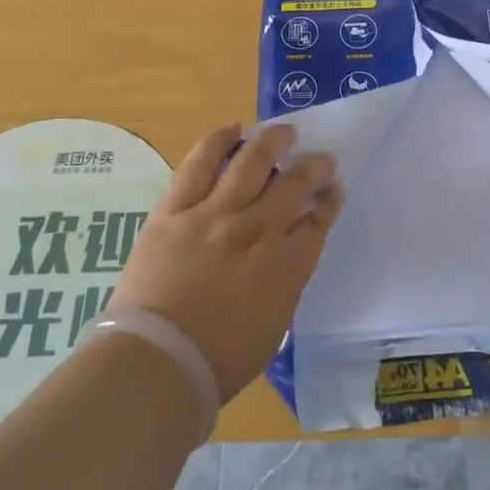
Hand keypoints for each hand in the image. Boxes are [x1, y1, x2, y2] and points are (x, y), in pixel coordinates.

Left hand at [110, 123, 341, 402]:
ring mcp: (214, 214)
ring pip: (251, 162)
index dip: (329, 200)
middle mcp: (257, 229)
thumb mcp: (273, 326)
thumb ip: (285, 283)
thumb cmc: (218, 361)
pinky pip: (199, 164)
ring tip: (285, 131)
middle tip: (320, 158)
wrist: (157, 361)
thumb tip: (285, 258)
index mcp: (286, 264)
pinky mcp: (175, 209)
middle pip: (293, 184)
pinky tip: (232, 128)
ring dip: (273, 141)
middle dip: (313, 167)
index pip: (318, 220)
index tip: (333, 190)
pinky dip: (218, 141)